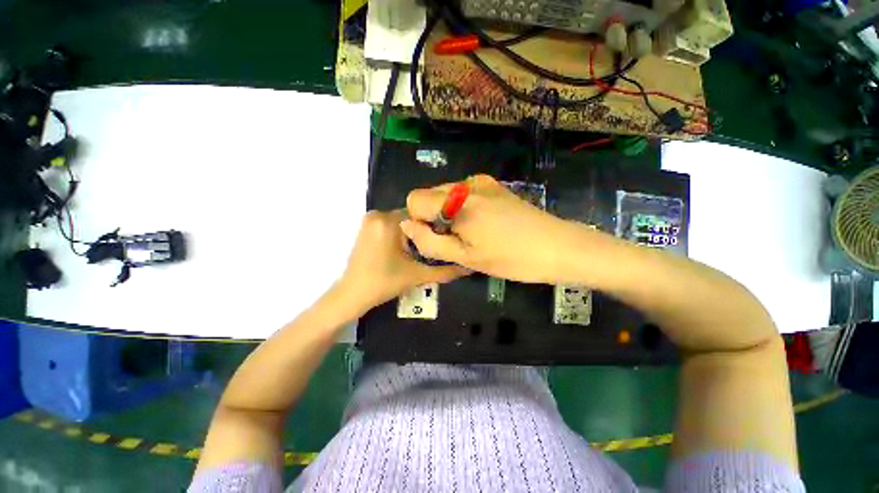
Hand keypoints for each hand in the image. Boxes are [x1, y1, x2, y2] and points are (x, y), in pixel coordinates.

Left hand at [339, 210, 468, 309]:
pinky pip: (392, 225)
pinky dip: (401, 234)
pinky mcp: (367, 227)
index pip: (422, 215)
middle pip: (412, 218)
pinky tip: (406, 249)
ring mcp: (370, 220)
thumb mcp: (417, 275)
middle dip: (424, 232)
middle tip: (434, 249)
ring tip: (421, 251)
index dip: (435, 227)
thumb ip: (445, 271)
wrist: (351, 295)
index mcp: (389, 221)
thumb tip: (469, 267)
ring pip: (402, 222)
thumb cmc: (383, 283)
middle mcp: (378, 214)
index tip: (444, 240)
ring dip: (413, 234)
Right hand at [402, 175, 580, 283]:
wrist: (558, 247)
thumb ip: (429, 241)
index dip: (419, 221)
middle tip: (458, 241)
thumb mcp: (465, 257)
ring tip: (472, 235)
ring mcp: (483, 182)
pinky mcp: (494, 185)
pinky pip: (464, 194)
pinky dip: (463, 209)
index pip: (414, 198)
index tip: (438, 238)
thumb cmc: (511, 258)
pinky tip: (483, 225)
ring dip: (449, 215)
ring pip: (447, 195)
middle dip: (434, 218)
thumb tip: (407, 225)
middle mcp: (467, 183)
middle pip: (430, 195)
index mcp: (457, 200)